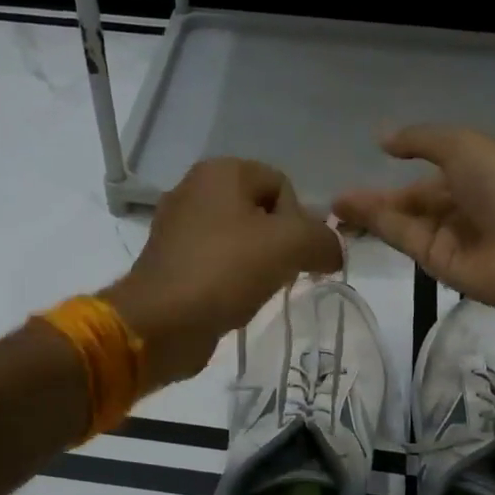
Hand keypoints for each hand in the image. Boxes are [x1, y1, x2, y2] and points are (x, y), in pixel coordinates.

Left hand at [104, 158, 342, 389]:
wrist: (161, 323)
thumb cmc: (226, 270)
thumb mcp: (291, 245)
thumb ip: (324, 240)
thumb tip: (332, 253)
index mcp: (220, 171)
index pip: (282, 185)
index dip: (300, 220)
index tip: (294, 254)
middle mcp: (194, 189)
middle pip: (261, 213)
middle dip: (280, 244)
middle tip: (280, 274)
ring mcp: (177, 228)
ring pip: (240, 240)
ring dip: (258, 265)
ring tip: (257, 291)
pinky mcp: (170, 262)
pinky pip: (217, 263)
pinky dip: (232, 280)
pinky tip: (234, 302)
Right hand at [333, 126, 494, 328]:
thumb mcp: (463, 145)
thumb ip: (421, 140)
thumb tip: (383, 138)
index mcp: (476, 172)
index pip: (429, 174)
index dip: (397, 171)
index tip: (365, 166)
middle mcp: (461, 206)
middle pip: (410, 203)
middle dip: (375, 200)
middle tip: (334, 201)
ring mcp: (449, 237)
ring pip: (401, 223)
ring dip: (368, 214)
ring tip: (332, 209)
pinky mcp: (438, 265)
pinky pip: (404, 240)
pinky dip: (379, 228)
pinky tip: (350, 217)